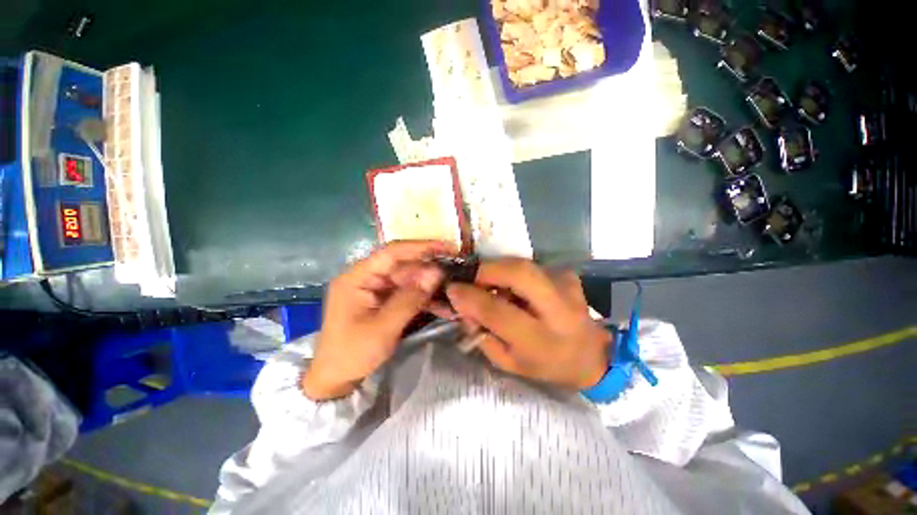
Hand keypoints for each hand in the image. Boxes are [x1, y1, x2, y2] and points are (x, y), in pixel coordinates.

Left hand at [302, 241, 454, 399]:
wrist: (336, 378)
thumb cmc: (352, 353)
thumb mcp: (383, 327)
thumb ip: (410, 299)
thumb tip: (437, 273)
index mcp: (358, 277)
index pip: (392, 253)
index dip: (421, 247)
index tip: (447, 247)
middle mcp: (368, 277)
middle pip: (404, 266)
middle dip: (430, 270)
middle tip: (457, 273)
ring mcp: (377, 289)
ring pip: (410, 280)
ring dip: (430, 287)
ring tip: (454, 292)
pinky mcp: (385, 301)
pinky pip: (408, 294)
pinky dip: (425, 300)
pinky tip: (443, 306)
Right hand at [446, 258, 611, 390]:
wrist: (591, 356)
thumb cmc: (546, 365)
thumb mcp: (509, 363)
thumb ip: (483, 336)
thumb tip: (463, 305)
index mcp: (542, 341)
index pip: (499, 312)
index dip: (472, 297)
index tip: (452, 289)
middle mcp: (559, 310)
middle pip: (519, 273)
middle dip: (487, 270)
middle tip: (471, 278)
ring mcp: (568, 288)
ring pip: (524, 265)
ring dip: (499, 270)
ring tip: (489, 284)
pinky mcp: (569, 277)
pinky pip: (533, 266)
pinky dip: (515, 273)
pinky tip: (513, 287)